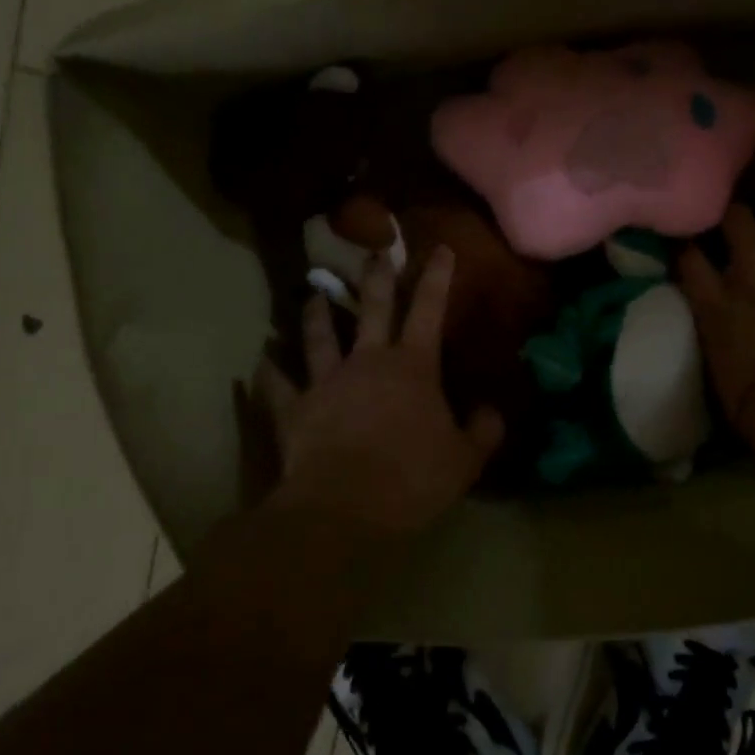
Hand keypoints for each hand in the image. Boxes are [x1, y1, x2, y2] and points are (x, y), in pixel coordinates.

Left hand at [255, 246, 504, 537]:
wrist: (345, 507)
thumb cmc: (412, 479)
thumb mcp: (464, 460)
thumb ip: (483, 431)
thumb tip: (493, 411)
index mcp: (412, 367)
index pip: (429, 310)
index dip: (437, 277)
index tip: (440, 247)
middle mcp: (367, 362)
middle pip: (372, 309)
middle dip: (376, 278)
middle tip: (374, 252)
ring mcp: (326, 382)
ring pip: (320, 337)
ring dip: (317, 314)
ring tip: (313, 294)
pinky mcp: (295, 409)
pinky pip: (278, 386)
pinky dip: (269, 373)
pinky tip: (262, 360)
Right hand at [680, 205, 754, 433]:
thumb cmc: (754, 408)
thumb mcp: (722, 376)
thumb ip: (724, 348)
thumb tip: (732, 351)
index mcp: (716, 307)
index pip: (690, 261)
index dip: (690, 247)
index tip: (692, 245)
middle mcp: (754, 281)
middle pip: (740, 224)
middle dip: (740, 216)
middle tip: (744, 221)